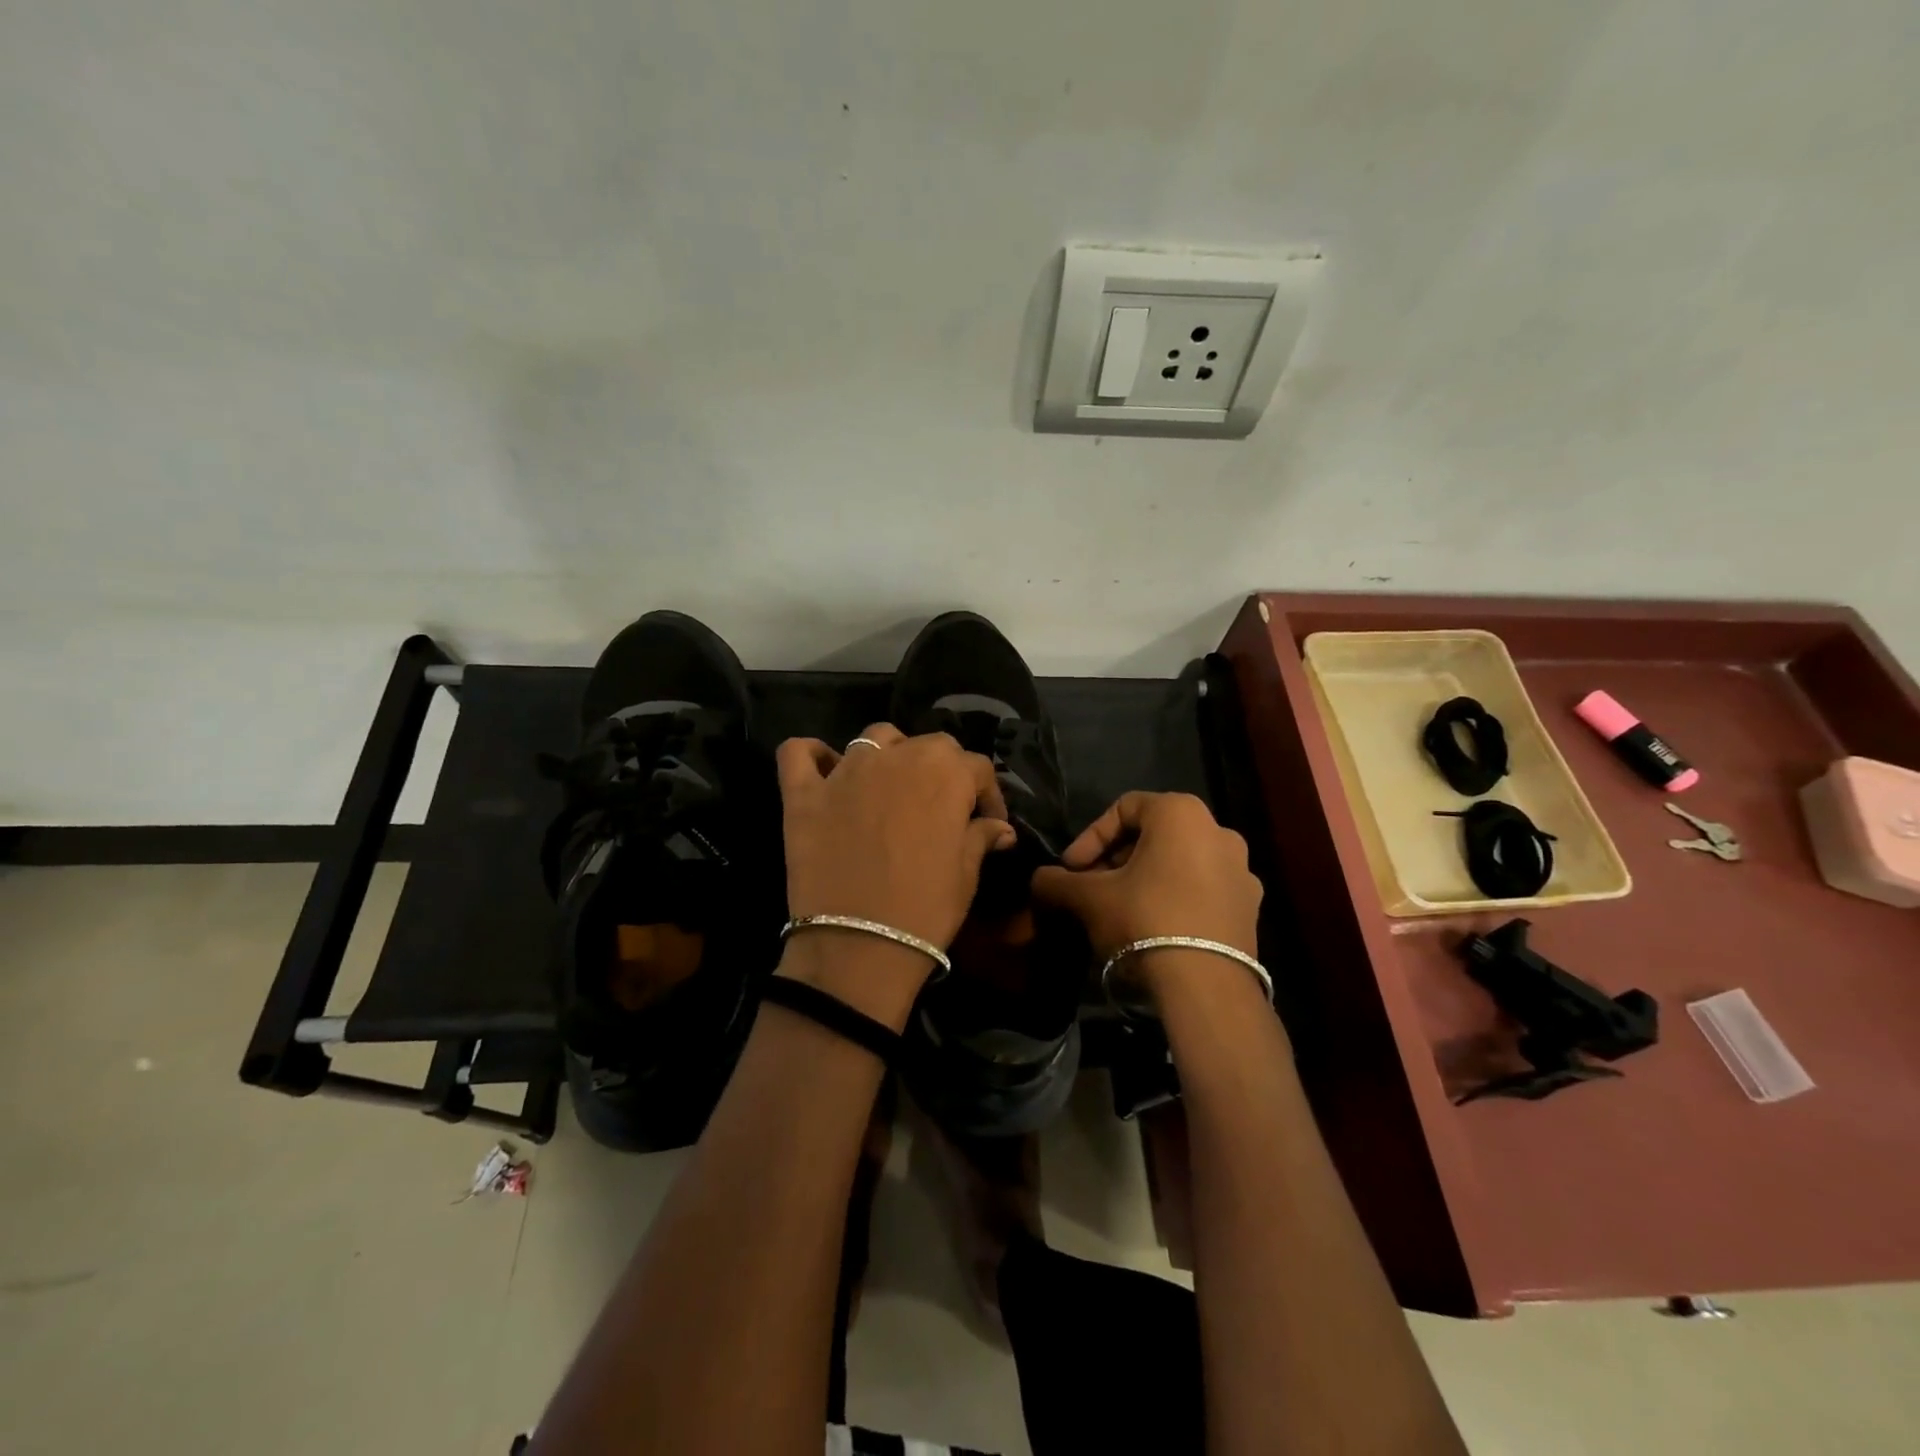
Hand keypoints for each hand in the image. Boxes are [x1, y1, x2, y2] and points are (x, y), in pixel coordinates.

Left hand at [777, 725, 1014, 1016]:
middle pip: (928, 745)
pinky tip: (824, 772)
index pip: (977, 766)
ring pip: (873, 738)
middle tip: (939, 807)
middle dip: (941, 770)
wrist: (858, 946)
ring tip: (889, 787)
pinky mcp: (804, 792)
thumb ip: (980, 838)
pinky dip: (812, 755)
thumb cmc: (925, 909)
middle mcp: (897, 757)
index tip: (987, 822)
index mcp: (945, 773)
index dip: (986, 794)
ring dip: (888, 755)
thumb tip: (999, 828)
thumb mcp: (966, 874)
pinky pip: (799, 753)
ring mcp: (846, 771)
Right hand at [1033, 792, 1261, 1000]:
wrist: (1206, 987)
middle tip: (1092, 888)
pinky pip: (1203, 889)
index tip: (1071, 869)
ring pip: (1179, 862)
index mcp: (1181, 813)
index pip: (1123, 808)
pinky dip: (1175, 898)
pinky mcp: (1250, 907)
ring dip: (1145, 879)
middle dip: (1116, 859)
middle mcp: (1218, 830)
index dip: (1089, 837)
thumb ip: (1057, 882)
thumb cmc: (1144, 920)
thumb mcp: (1089, 898)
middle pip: (1153, 835)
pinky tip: (1154, 928)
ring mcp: (1241, 870)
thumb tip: (1039, 880)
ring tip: (1120, 910)